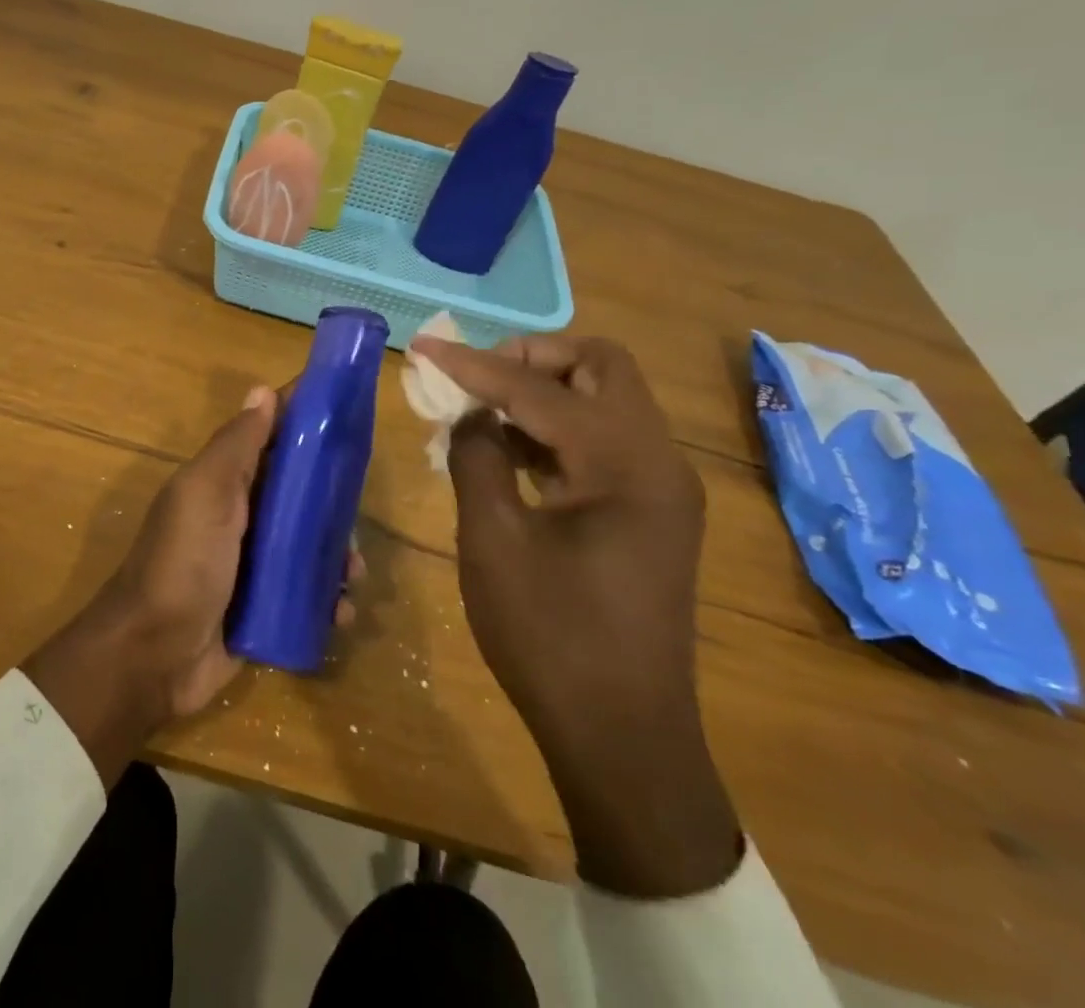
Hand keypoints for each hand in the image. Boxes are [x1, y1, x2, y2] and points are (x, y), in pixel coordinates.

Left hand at [26, 385, 364, 785]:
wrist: (153, 656)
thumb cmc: (183, 562)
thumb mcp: (206, 492)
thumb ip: (236, 445)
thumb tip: (262, 390)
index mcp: (226, 483)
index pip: (272, 438)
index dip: (305, 421)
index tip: (348, 410)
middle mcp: (242, 518)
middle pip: (300, 494)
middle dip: (333, 500)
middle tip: (358, 512)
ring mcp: (255, 565)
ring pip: (311, 546)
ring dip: (338, 555)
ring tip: (353, 572)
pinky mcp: (267, 609)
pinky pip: (308, 596)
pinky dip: (328, 600)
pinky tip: (340, 611)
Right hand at [409, 333, 741, 897]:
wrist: (622, 736)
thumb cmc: (551, 638)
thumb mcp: (493, 540)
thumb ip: (477, 457)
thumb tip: (469, 413)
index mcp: (625, 464)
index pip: (541, 388)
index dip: (475, 364)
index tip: (424, 347)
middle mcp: (658, 461)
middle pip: (601, 367)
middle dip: (531, 358)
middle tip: (475, 378)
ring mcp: (661, 487)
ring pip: (606, 399)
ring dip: (543, 390)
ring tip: (481, 411)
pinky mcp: (651, 510)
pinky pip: (605, 439)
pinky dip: (557, 428)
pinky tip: (509, 450)